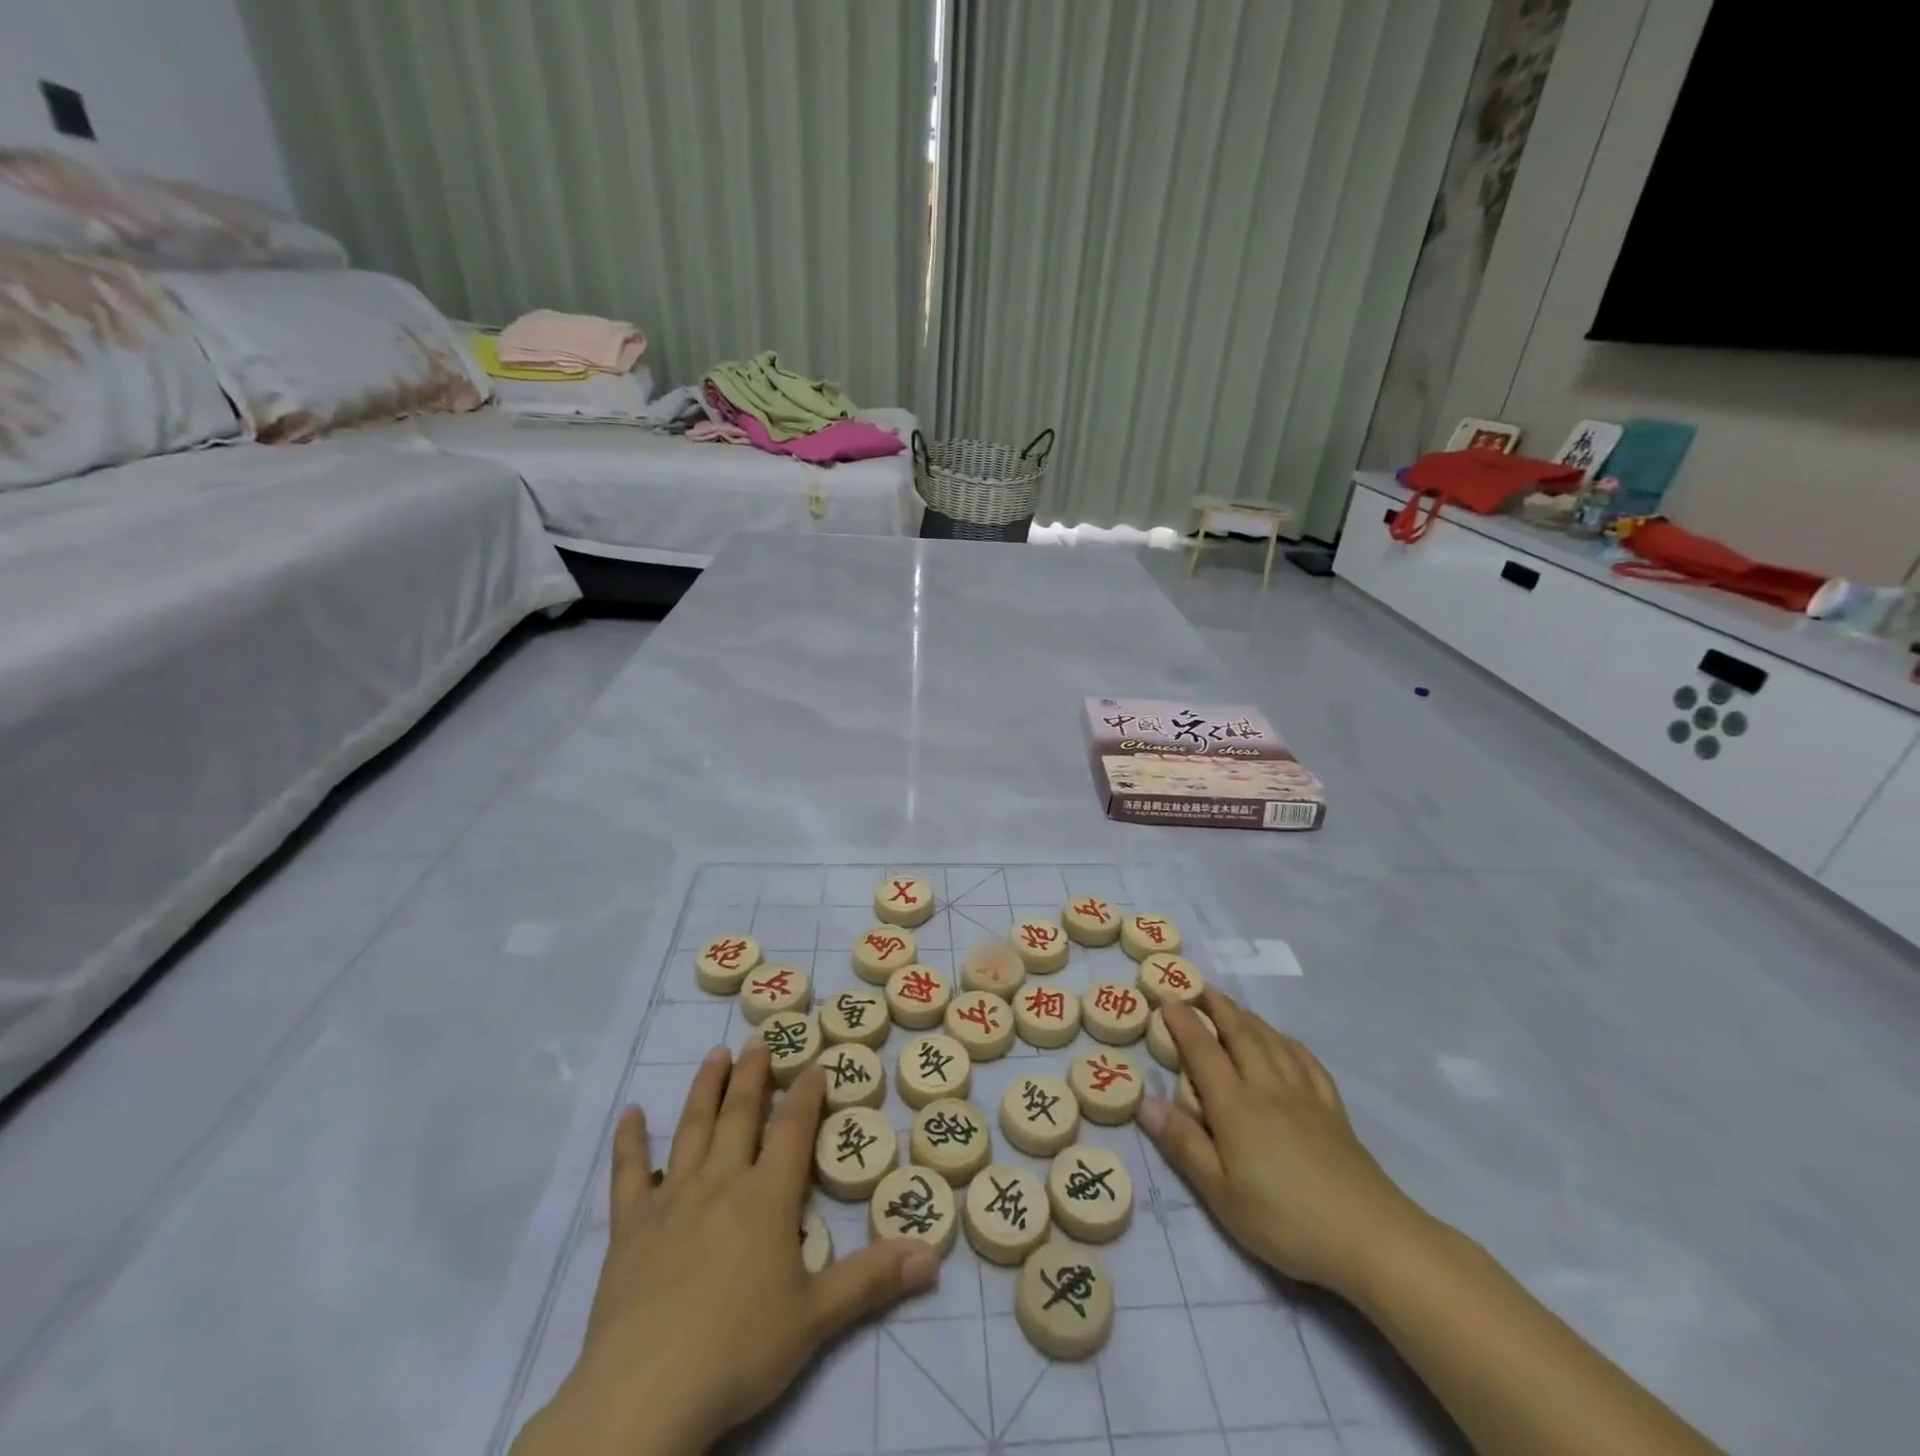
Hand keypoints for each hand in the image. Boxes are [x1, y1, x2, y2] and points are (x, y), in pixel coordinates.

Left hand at [513, 1043, 940, 1455]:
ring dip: (705, 1089)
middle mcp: (721, 1183)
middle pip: (739, 1115)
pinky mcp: (629, 1229)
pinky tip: (629, 1114)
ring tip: (715, 1055)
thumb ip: (872, 1279)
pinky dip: (629, 1142)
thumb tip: (933, 1255)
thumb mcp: (816, 1319)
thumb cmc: (738, 1351)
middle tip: (758, 1041)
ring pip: (692, 1129)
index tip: (816, 1064)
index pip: (792, 1128)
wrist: (645, 1394)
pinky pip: (628, 1174)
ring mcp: (671, 1201)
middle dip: (752, 1075)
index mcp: (767, 1197)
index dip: (806, 1093)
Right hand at [1138, 991, 1424, 1300]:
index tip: (1168, 998)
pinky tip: (1285, 1042)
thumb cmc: (1285, 1219)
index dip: (1184, 1022)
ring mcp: (1304, 1095)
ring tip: (1234, 1006)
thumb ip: (1183, 1144)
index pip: (1203, 1051)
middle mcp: (1267, 1087)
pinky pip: (1306, 1061)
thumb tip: (1144, 1102)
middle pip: (1240, 1035)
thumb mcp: (1221, 1193)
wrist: (1370, 1237)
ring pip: (1272, 1041)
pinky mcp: (1332, 1110)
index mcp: (1235, 1105)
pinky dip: (1288, 1042)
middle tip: (1200, 987)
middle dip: (1218, 1007)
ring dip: (1249, 1017)